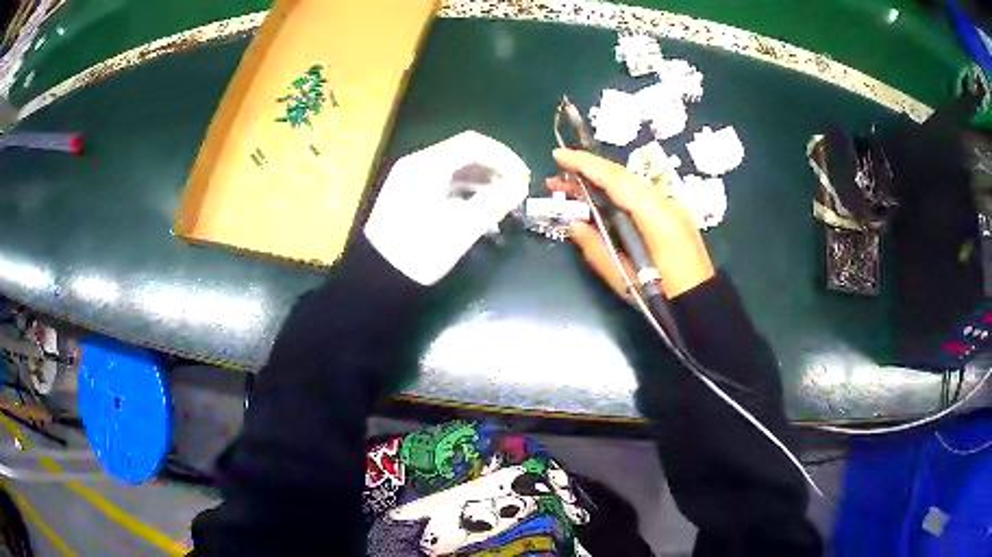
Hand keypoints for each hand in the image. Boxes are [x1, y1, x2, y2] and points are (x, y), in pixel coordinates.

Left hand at [365, 131, 529, 284]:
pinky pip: (446, 185)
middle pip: (465, 155)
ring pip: (457, 171)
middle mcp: (419, 165)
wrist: (377, 278)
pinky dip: (468, 194)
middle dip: (495, 170)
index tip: (524, 178)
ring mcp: (413, 181)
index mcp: (427, 164)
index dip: (504, 157)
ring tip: (504, 205)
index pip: (473, 144)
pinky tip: (482, 213)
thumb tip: (520, 186)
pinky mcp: (412, 197)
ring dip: (484, 183)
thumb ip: (494, 202)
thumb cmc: (419, 250)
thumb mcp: (461, 227)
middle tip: (517, 192)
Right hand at [549, 149, 714, 298]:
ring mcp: (671, 207)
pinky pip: (639, 194)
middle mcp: (664, 203)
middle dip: (588, 171)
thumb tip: (573, 224)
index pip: (615, 180)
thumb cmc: (662, 297)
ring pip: (631, 184)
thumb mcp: (623, 277)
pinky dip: (616, 192)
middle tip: (557, 178)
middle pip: (622, 176)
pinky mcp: (672, 215)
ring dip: (601, 182)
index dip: (585, 164)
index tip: (558, 156)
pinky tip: (600, 200)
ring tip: (571, 190)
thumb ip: (596, 248)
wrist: (701, 304)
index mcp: (655, 216)